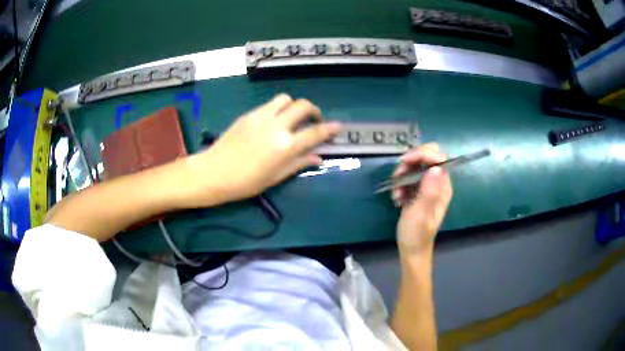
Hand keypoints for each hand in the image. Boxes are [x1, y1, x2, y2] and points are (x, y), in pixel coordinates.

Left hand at [185, 94, 340, 204]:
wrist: (214, 172)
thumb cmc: (245, 182)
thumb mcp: (275, 177)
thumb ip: (299, 163)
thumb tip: (318, 158)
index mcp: (285, 147)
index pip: (315, 133)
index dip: (330, 129)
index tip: (338, 126)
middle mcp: (276, 126)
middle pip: (303, 106)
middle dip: (314, 110)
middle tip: (313, 121)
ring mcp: (262, 117)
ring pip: (286, 99)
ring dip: (294, 106)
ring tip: (292, 118)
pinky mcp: (249, 114)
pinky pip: (270, 104)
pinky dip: (278, 109)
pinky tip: (274, 121)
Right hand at [393, 143, 452, 254]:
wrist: (411, 249)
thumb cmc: (417, 234)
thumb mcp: (420, 214)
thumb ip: (429, 192)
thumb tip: (436, 168)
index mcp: (443, 187)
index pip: (438, 158)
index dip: (423, 154)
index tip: (405, 162)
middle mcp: (438, 183)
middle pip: (427, 157)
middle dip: (411, 162)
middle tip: (398, 176)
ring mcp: (428, 186)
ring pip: (416, 165)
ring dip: (403, 174)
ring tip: (396, 192)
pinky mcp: (418, 190)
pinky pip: (409, 175)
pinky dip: (400, 182)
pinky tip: (397, 197)